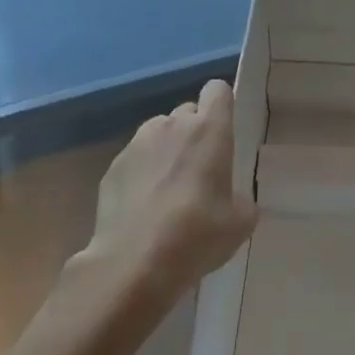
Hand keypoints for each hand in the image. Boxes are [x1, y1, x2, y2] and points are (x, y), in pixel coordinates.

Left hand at [79, 80, 256, 310]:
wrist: (132, 264)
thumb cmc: (197, 235)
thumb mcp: (240, 222)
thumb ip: (242, 199)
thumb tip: (233, 199)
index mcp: (210, 129)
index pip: (217, 90)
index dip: (222, 105)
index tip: (225, 131)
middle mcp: (173, 125)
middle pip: (188, 111)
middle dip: (195, 132)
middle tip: (200, 169)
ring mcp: (138, 143)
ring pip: (159, 132)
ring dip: (167, 149)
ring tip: (168, 189)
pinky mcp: (112, 167)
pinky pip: (135, 158)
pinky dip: (142, 173)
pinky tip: (143, 207)